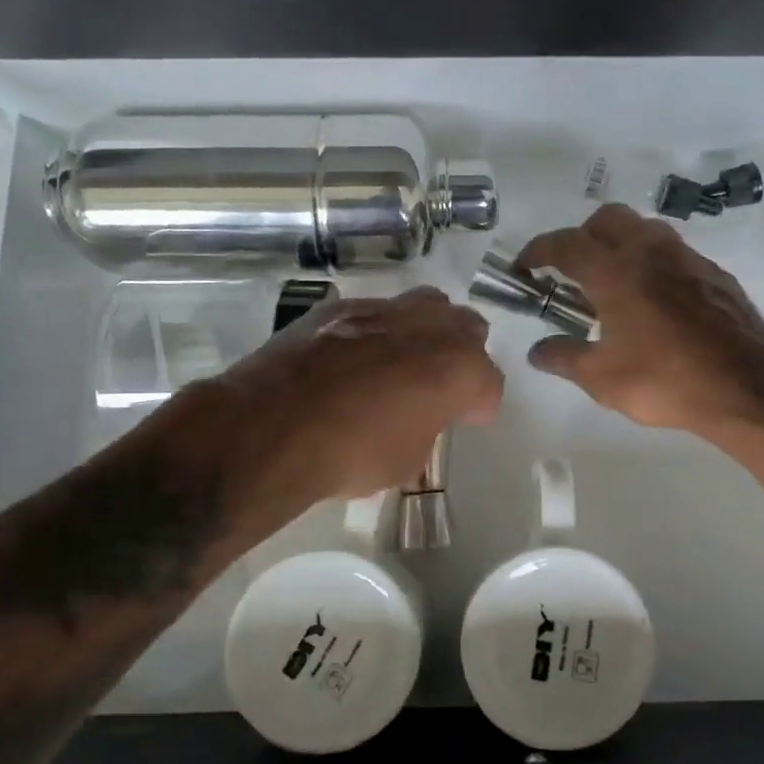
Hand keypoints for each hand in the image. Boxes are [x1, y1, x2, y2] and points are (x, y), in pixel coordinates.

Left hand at [212, 287, 504, 504]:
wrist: (274, 426)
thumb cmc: (353, 453)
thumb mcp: (408, 459)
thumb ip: (427, 425)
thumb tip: (417, 414)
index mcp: (460, 368)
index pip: (489, 382)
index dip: (479, 405)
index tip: (466, 419)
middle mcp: (431, 327)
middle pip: (467, 328)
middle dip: (462, 354)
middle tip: (441, 383)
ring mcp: (384, 309)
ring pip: (425, 305)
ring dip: (424, 330)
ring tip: (404, 359)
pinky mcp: (340, 306)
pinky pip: (376, 310)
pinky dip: (377, 329)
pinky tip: (356, 355)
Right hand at [515, 204, 763, 438]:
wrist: (747, 385)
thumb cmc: (665, 380)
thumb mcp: (601, 378)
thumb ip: (563, 358)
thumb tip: (536, 351)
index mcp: (614, 271)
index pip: (564, 244)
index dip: (537, 251)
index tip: (524, 266)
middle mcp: (648, 251)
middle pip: (606, 219)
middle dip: (580, 236)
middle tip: (571, 270)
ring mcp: (685, 257)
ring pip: (643, 228)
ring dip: (619, 243)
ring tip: (611, 282)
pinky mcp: (712, 272)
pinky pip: (671, 250)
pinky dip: (651, 260)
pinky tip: (653, 298)